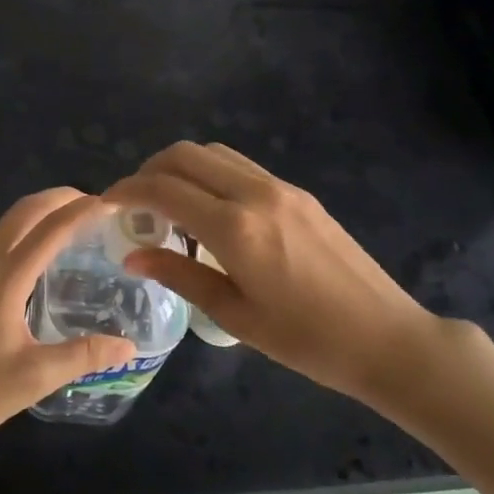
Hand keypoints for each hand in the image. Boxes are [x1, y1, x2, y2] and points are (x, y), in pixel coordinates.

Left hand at [0, 188, 137, 461]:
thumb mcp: (34, 379)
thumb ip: (83, 355)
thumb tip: (129, 346)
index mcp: (2, 279)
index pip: (49, 230)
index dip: (81, 211)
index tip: (111, 202)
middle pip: (23, 212)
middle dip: (58, 198)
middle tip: (94, 204)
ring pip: (6, 225)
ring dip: (39, 213)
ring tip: (72, 224)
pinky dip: (23, 233)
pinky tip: (38, 259)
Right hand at [105, 142, 443, 407]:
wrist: (386, 337)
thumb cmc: (307, 341)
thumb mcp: (236, 316)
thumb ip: (180, 275)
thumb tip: (133, 255)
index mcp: (236, 229)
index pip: (165, 189)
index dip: (127, 190)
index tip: (106, 204)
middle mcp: (255, 194)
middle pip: (185, 155)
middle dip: (149, 170)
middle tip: (134, 203)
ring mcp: (280, 188)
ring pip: (214, 153)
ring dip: (181, 168)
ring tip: (169, 206)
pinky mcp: (298, 192)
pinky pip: (240, 166)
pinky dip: (210, 174)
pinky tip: (210, 211)